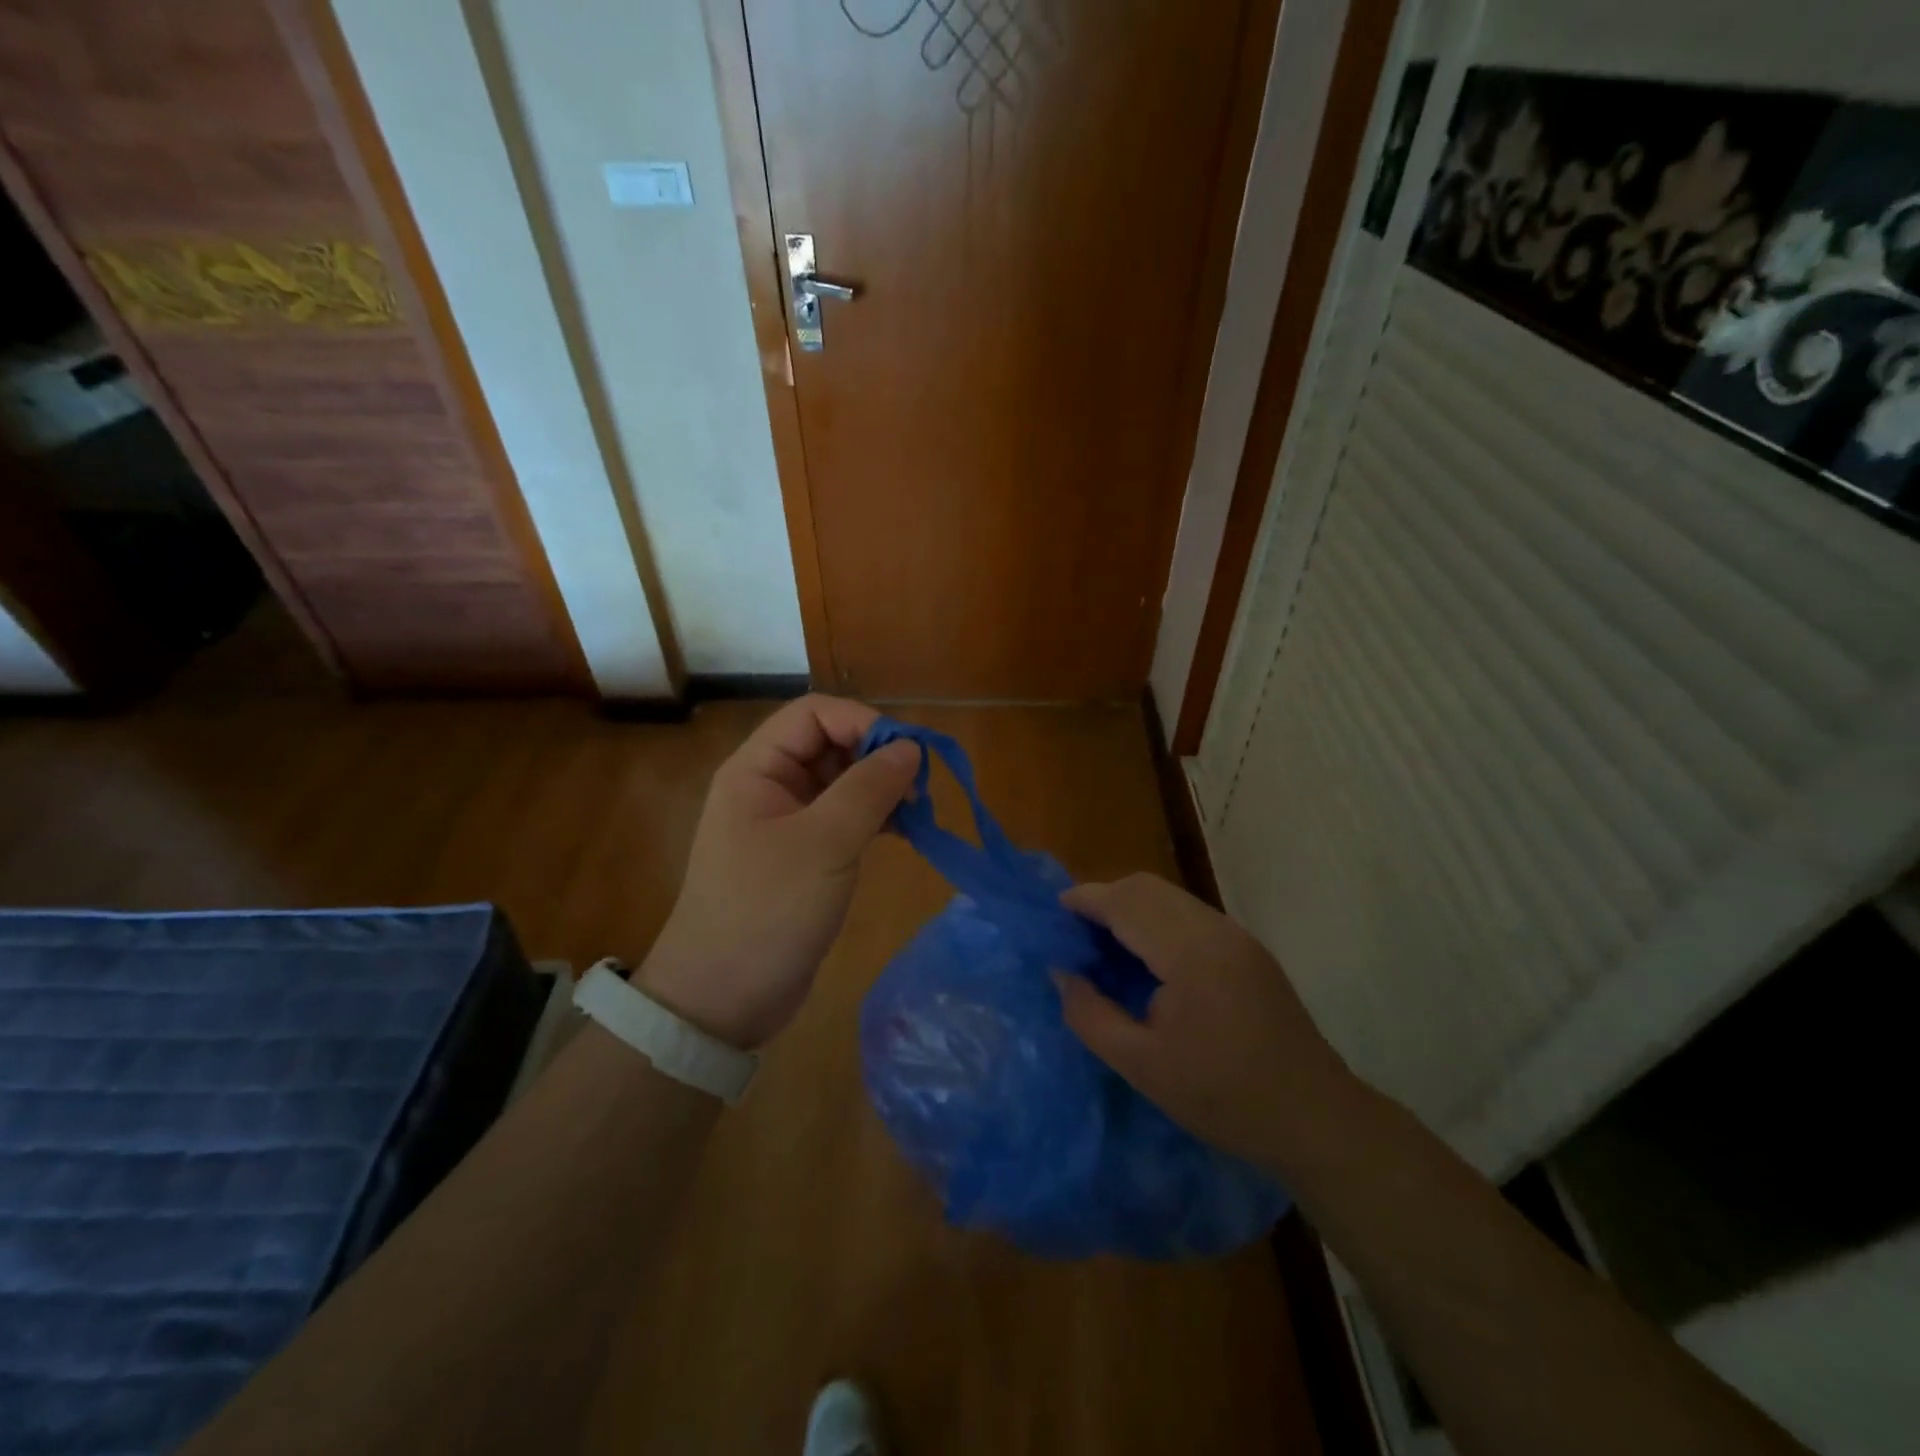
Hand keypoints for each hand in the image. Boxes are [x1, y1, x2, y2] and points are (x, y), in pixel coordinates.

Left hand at [639, 696, 919, 1049]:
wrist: (722, 1000)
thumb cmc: (766, 912)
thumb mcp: (824, 845)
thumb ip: (869, 789)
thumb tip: (912, 747)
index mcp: (758, 769)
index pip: (815, 713)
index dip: (863, 723)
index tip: (907, 756)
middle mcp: (770, 786)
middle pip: (832, 744)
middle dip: (879, 758)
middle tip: (920, 790)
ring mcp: (787, 822)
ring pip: (843, 782)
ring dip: (883, 789)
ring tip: (919, 814)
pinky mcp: (804, 856)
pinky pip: (845, 818)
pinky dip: (877, 819)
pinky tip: (906, 834)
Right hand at [1053, 873, 1355, 1168]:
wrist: (1317, 1119)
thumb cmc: (1224, 1098)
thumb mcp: (1142, 1066)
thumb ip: (1090, 1014)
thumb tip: (1062, 972)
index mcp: (1190, 953)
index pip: (1125, 902)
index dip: (1084, 901)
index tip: (1052, 917)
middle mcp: (1215, 929)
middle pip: (1146, 887)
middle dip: (1103, 899)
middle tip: (1074, 936)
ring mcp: (1236, 936)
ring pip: (1168, 896)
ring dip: (1130, 908)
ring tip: (1103, 947)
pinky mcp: (1247, 949)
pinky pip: (1188, 915)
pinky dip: (1155, 920)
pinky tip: (1145, 959)